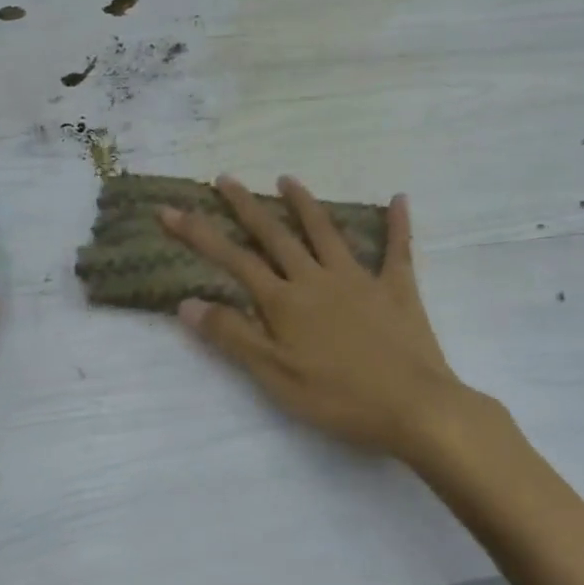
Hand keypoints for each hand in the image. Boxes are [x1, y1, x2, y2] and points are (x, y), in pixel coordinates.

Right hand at [159, 176, 480, 465]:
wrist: (412, 406)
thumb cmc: (338, 398)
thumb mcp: (274, 375)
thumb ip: (233, 337)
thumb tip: (187, 302)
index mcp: (286, 301)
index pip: (234, 260)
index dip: (200, 234)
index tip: (171, 210)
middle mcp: (318, 279)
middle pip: (276, 235)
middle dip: (246, 206)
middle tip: (225, 178)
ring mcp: (360, 279)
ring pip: (326, 231)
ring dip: (304, 204)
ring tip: (286, 179)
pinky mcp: (397, 288)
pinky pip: (398, 250)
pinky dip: (398, 224)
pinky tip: (399, 198)